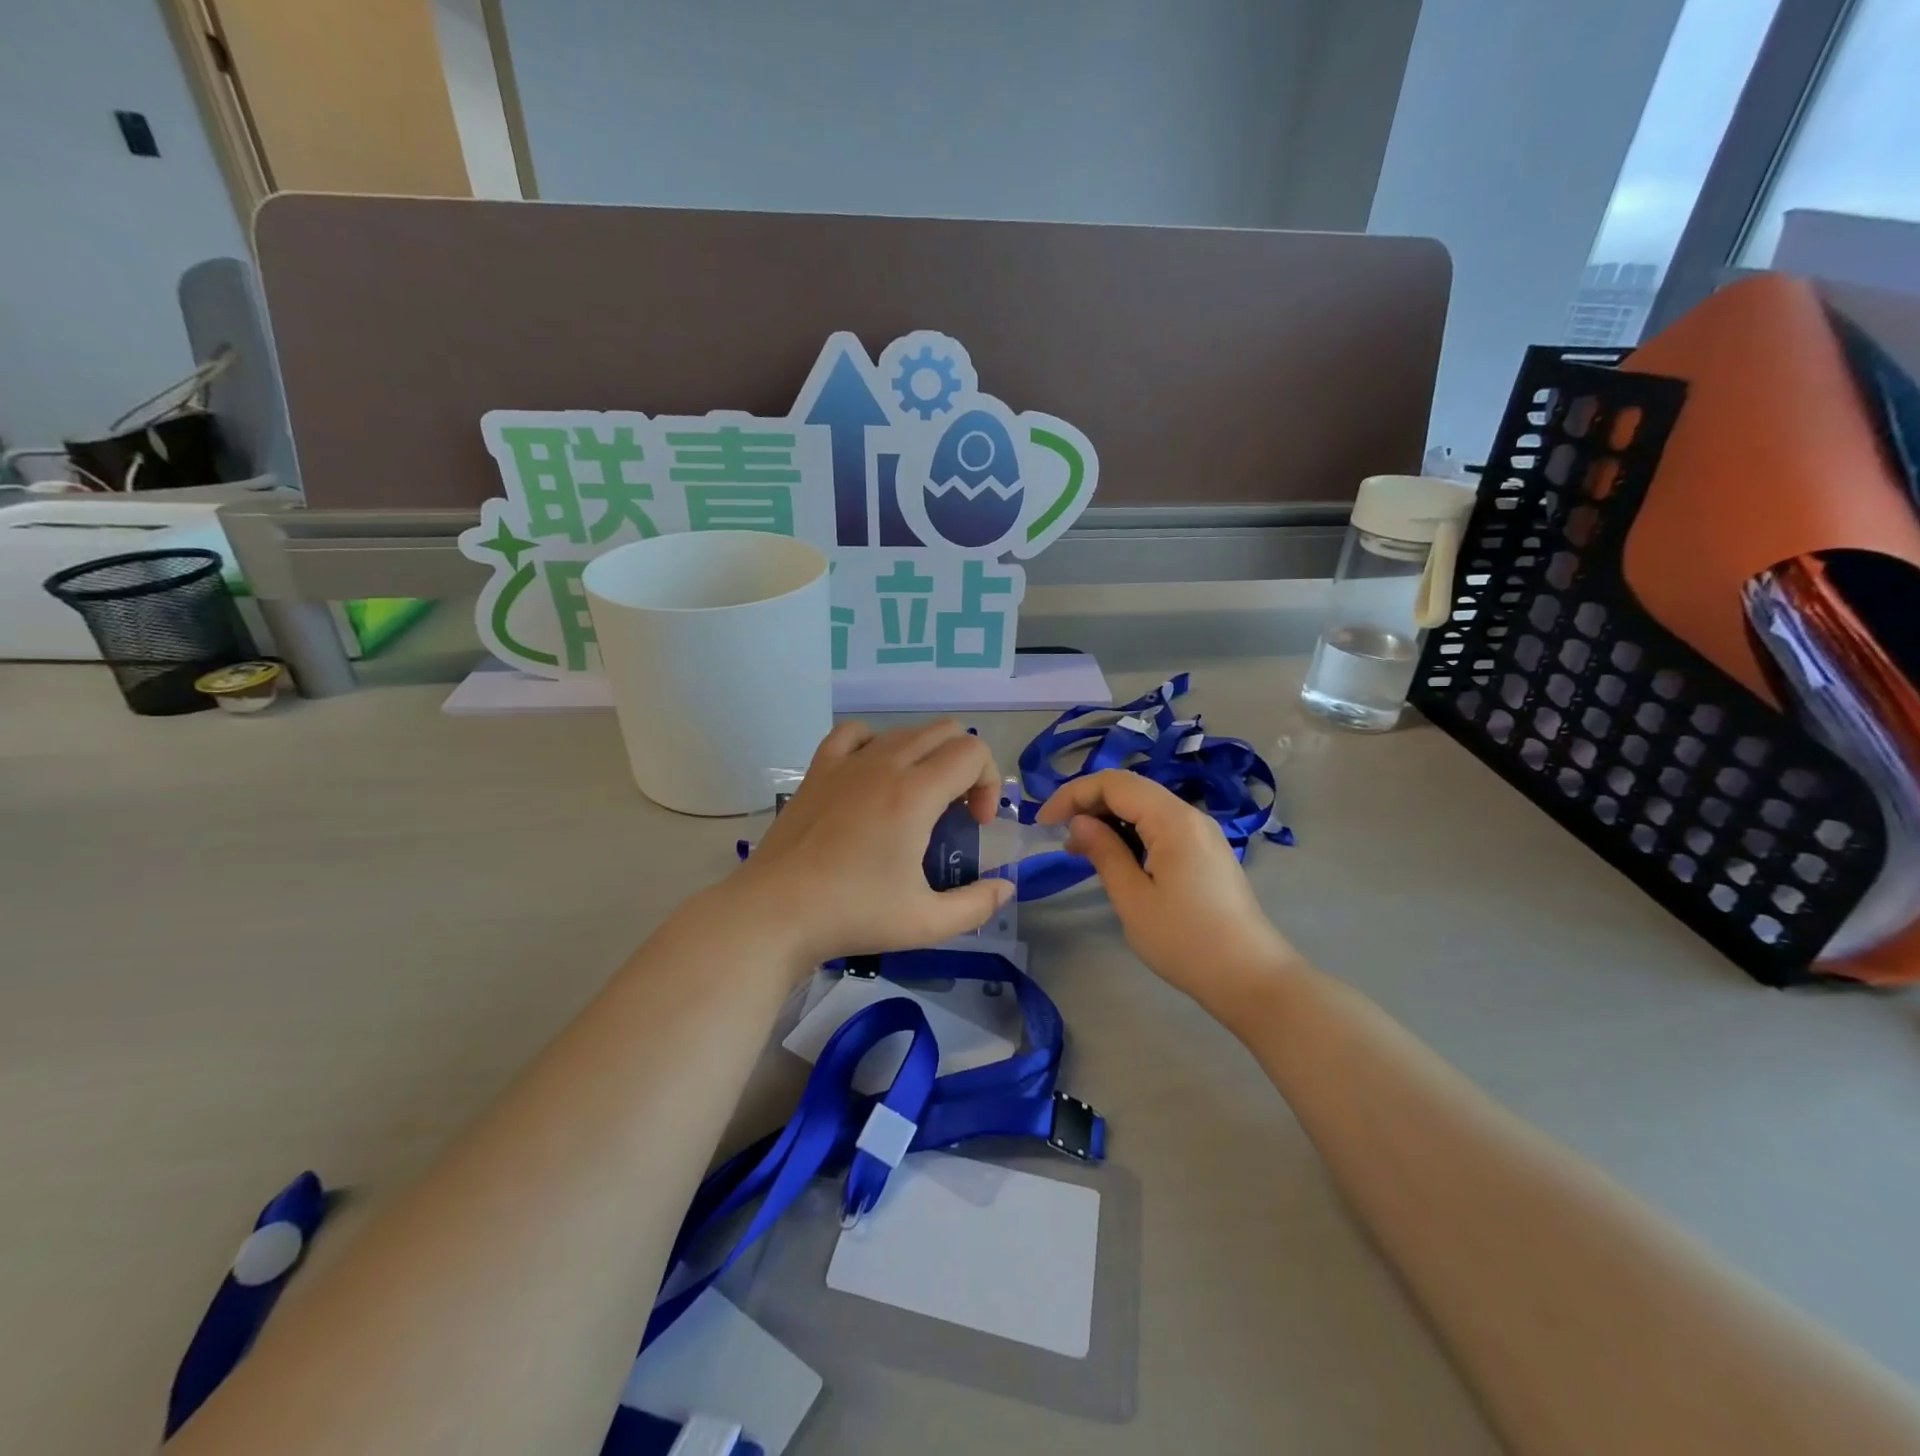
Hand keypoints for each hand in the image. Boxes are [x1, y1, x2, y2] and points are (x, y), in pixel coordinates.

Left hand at [729, 719, 1013, 966]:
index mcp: (915, 793)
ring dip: (926, 756)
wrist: (775, 912)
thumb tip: (1006, 888)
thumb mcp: (926, 922)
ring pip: (904, 731)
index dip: (988, 783)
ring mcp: (846, 762)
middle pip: (945, 731)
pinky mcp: (817, 769)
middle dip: (965, 765)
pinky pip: (854, 733)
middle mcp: (884, 764)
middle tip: (955, 813)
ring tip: (917, 801)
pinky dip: (875, 744)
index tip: (976, 825)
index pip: (973, 751)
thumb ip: (976, 905)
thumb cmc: (852, 914)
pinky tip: (872, 775)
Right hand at [1036, 770, 1301, 1015]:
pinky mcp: (1206, 851)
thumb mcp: (1134, 899)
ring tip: (1080, 848)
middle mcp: (1190, 815)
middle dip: (1089, 802)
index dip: (1073, 794)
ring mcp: (1202, 832)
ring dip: (1109, 817)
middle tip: (1059, 835)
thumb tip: (1079, 822)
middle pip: (1131, 789)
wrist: (1251, 978)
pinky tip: (1115, 857)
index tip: (1043, 822)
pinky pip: (1161, 825)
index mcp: (1173, 820)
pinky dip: (1131, 831)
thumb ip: (1104, 853)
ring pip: (1146, 806)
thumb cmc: (1186, 941)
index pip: (1114, 784)